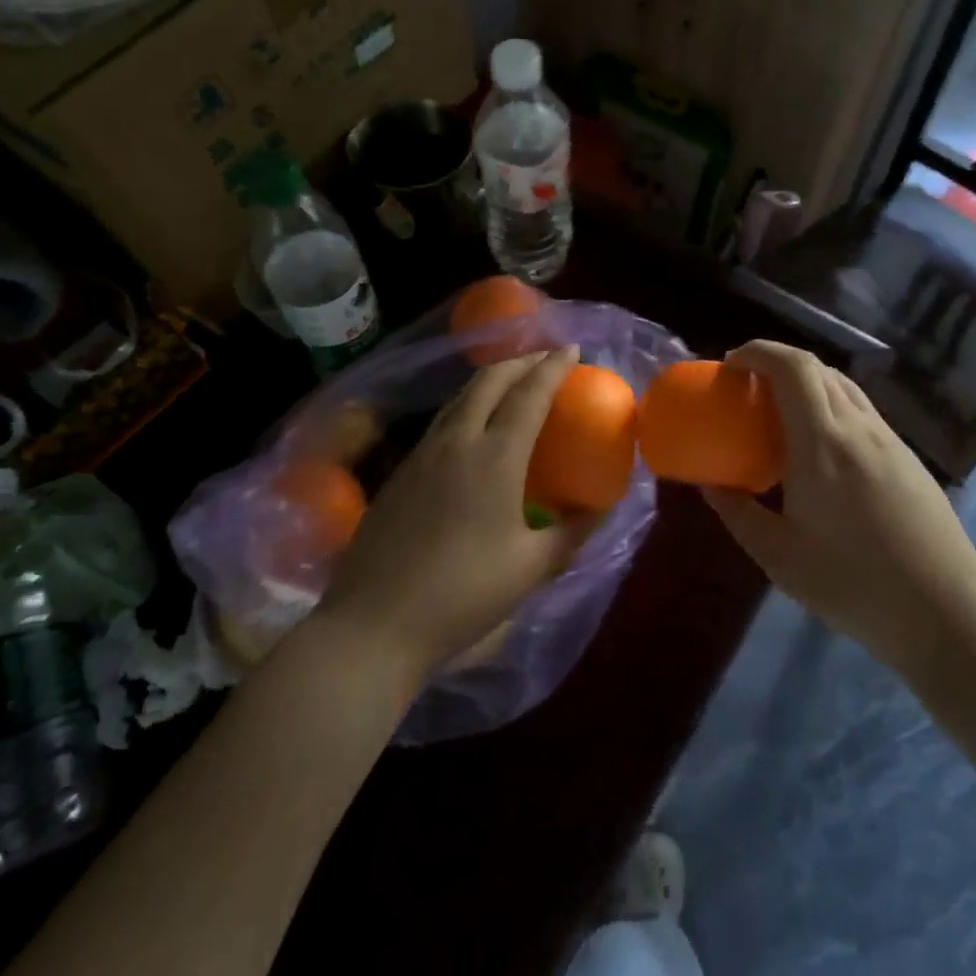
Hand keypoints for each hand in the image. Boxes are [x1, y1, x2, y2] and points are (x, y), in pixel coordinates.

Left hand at [319, 346, 596, 680]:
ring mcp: (421, 454)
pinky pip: (441, 422)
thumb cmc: (462, 595)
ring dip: (490, 379)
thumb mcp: (531, 568)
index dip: (553, 368)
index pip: (529, 395)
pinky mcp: (400, 472)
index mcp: (494, 458)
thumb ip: (572, 534)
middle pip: (489, 381)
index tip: (572, 350)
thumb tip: (601, 510)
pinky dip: (466, 405)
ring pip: (460, 397)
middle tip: (545, 359)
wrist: (374, 625)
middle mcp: (456, 442)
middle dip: (521, 361)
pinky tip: (472, 427)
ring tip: (512, 381)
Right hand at [702, 341, 975, 664]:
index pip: (792, 367)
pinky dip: (830, 406)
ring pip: (843, 386)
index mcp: (823, 443)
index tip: (730, 366)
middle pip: (817, 368)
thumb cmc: (853, 584)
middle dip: (775, 364)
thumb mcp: (779, 556)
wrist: (944, 611)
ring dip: (806, 384)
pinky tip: (820, 449)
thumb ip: (737, 513)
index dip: (758, 352)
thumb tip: (710, 485)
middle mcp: (858, 427)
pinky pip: (861, 411)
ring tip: (779, 415)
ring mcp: (889, 439)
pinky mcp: (907, 456)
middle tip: (746, 390)